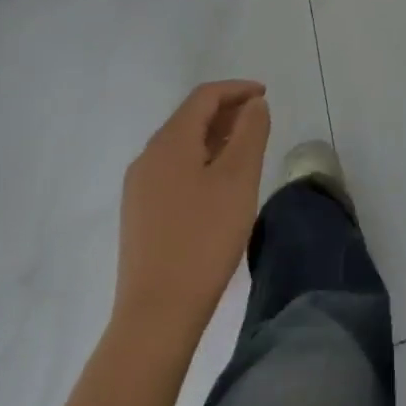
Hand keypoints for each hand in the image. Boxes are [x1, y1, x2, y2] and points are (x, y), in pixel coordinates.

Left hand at [114, 80, 270, 345]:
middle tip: (260, 122)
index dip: (237, 89)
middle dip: (227, 112)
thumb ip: (250, 131)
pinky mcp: (140, 215)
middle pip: (190, 118)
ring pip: (182, 145)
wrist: (156, 315)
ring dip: (215, 137)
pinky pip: (174, 169)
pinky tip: (220, 184)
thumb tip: (253, 104)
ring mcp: (139, 188)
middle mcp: (148, 157)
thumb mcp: (239, 177)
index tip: (266, 96)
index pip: (204, 96)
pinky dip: (201, 161)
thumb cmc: (204, 237)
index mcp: (169, 142)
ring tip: (246, 150)